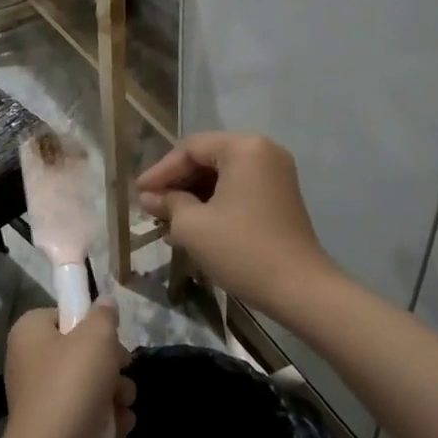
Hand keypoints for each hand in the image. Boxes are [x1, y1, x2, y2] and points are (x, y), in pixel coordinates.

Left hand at [2, 303, 135, 437]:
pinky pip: (90, 413)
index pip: (63, 314)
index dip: (89, 322)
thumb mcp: (96, 336)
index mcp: (30, 333)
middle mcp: (32, 362)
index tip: (108, 334)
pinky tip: (119, 424)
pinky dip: (108, 419)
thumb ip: (104, 315)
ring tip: (123, 400)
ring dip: (116, 391)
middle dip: (111, 362)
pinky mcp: (60, 429)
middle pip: (82, 350)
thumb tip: (104, 304)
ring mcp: (45, 398)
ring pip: (92, 383)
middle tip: (122, 368)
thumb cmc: (72, 384)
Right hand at [137, 133, 338, 320]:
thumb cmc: (242, 249)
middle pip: (207, 159)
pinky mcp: (279, 198)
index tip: (138, 193)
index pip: (191, 148)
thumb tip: (150, 197)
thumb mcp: (193, 226)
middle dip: (176, 184)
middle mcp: (263, 152)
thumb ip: (168, 203)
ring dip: (192, 196)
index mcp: (244, 148)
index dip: (160, 171)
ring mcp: (275, 175)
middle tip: (150, 206)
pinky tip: (191, 227)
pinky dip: (214, 204)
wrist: (299, 289)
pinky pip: (238, 190)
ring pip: (221, 176)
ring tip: (166, 221)